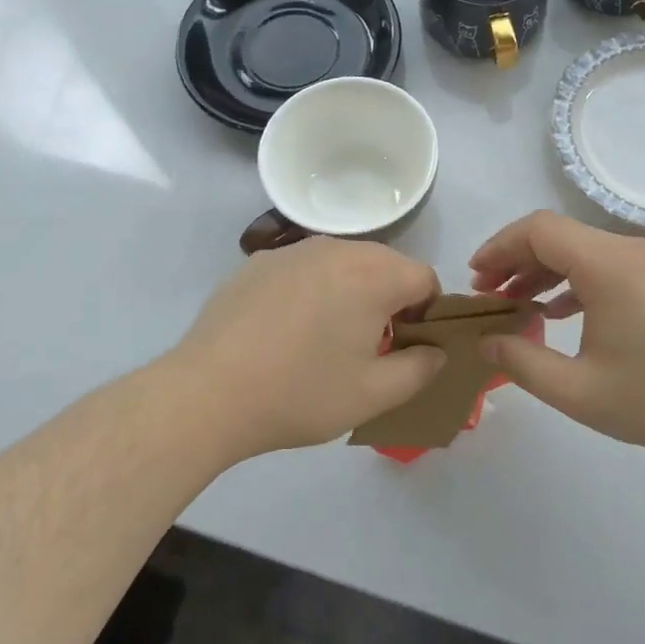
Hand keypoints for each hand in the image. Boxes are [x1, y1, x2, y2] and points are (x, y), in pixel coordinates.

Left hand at [169, 237, 444, 459]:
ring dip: (349, 293)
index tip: (405, 348)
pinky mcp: (258, 262)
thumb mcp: (374, 394)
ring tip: (323, 340)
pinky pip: (304, 269)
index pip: (425, 279)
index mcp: (374, 274)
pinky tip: (284, 331)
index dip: (426, 315)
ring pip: (343, 264)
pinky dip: (310, 291)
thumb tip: (436, 351)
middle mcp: (337, 248)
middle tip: (367, 348)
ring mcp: (293, 250)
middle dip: (388, 301)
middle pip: (385, 266)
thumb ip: (420, 369)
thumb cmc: (301, 393)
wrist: (208, 393)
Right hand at [470, 211, 644, 468]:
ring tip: (516, 304)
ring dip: (545, 271)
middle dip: (516, 260)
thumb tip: (486, 341)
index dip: (499, 246)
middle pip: (559, 236)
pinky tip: (561, 313)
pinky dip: (576, 281)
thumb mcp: (579, 391)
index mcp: (607, 264)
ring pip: (584, 251)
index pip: (538, 229)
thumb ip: (522, 362)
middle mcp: (630, 250)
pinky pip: (609, 266)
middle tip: (487, 295)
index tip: (474, 278)